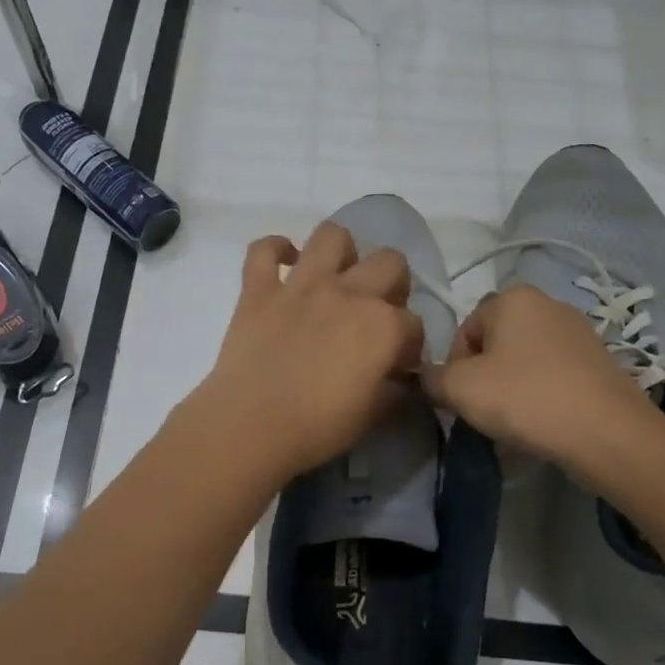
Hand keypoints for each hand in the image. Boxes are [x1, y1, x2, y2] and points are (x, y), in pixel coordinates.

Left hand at [193, 222, 425, 481]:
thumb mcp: (372, 417)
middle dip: (393, 284)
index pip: (414, 324)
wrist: (250, 425)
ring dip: (342, 251)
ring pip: (333, 236)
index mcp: (383, 326)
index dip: (409, 345)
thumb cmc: (317, 428)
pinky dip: (273, 250)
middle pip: (390, 262)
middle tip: (377, 312)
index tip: (397, 364)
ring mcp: (301, 285)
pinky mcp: (259, 289)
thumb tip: (399, 379)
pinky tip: (283, 264)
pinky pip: (263, 250)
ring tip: (337, 276)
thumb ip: (393, 391)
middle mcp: (349, 293)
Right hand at [422, 283, 663, 463]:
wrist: (607, 432)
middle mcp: (548, 303)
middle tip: (485, 411)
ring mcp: (580, 331)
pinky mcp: (601, 360)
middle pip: (496, 343)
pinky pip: (554, 374)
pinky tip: (544, 423)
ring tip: (515, 421)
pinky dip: (542, 394)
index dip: (454, 367)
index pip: (464, 330)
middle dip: (485, 376)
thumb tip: (428, 379)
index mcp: (513, 297)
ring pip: (526, 360)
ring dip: (512, 387)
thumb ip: (432, 379)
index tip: (461, 398)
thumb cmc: (525, 398)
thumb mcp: (459, 389)